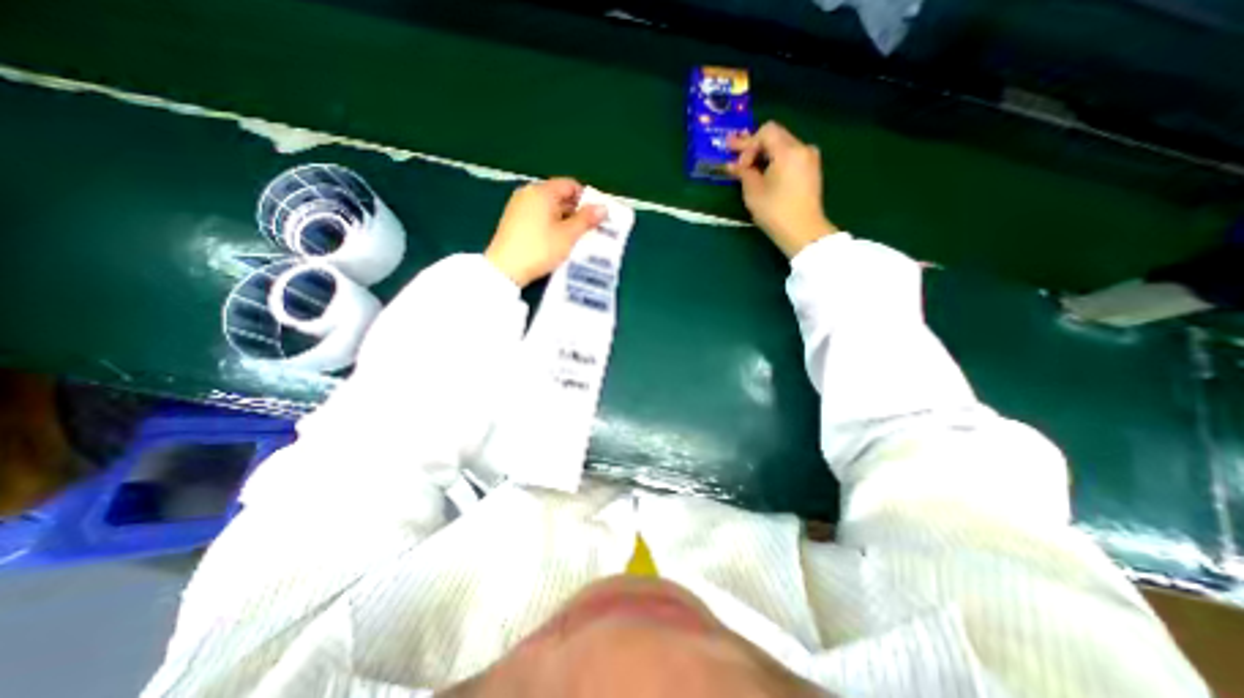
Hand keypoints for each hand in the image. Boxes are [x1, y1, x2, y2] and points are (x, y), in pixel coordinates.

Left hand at [484, 179, 604, 287]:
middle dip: (576, 212)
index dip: (586, 199)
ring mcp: (518, 207)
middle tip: (589, 230)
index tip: (595, 218)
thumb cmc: (540, 249)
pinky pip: (539, 217)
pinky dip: (551, 225)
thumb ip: (586, 219)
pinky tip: (557, 242)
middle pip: (559, 196)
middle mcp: (528, 193)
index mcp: (542, 191)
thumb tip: (603, 207)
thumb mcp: (568, 235)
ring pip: (549, 208)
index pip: (570, 185)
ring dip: (564, 221)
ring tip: (575, 239)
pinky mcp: (513, 221)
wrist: (505, 269)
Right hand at [731, 120, 835, 258]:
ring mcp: (810, 159)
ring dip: (764, 154)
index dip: (748, 144)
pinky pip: (791, 157)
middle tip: (733, 154)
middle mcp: (803, 148)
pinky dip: (776, 161)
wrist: (803, 231)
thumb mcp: (753, 192)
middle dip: (754, 147)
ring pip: (783, 147)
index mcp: (789, 150)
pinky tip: (765, 173)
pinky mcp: (812, 171)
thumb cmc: (775, 211)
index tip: (740, 166)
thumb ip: (743, 173)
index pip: (765, 131)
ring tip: (748, 167)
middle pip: (775, 136)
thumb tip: (733, 165)